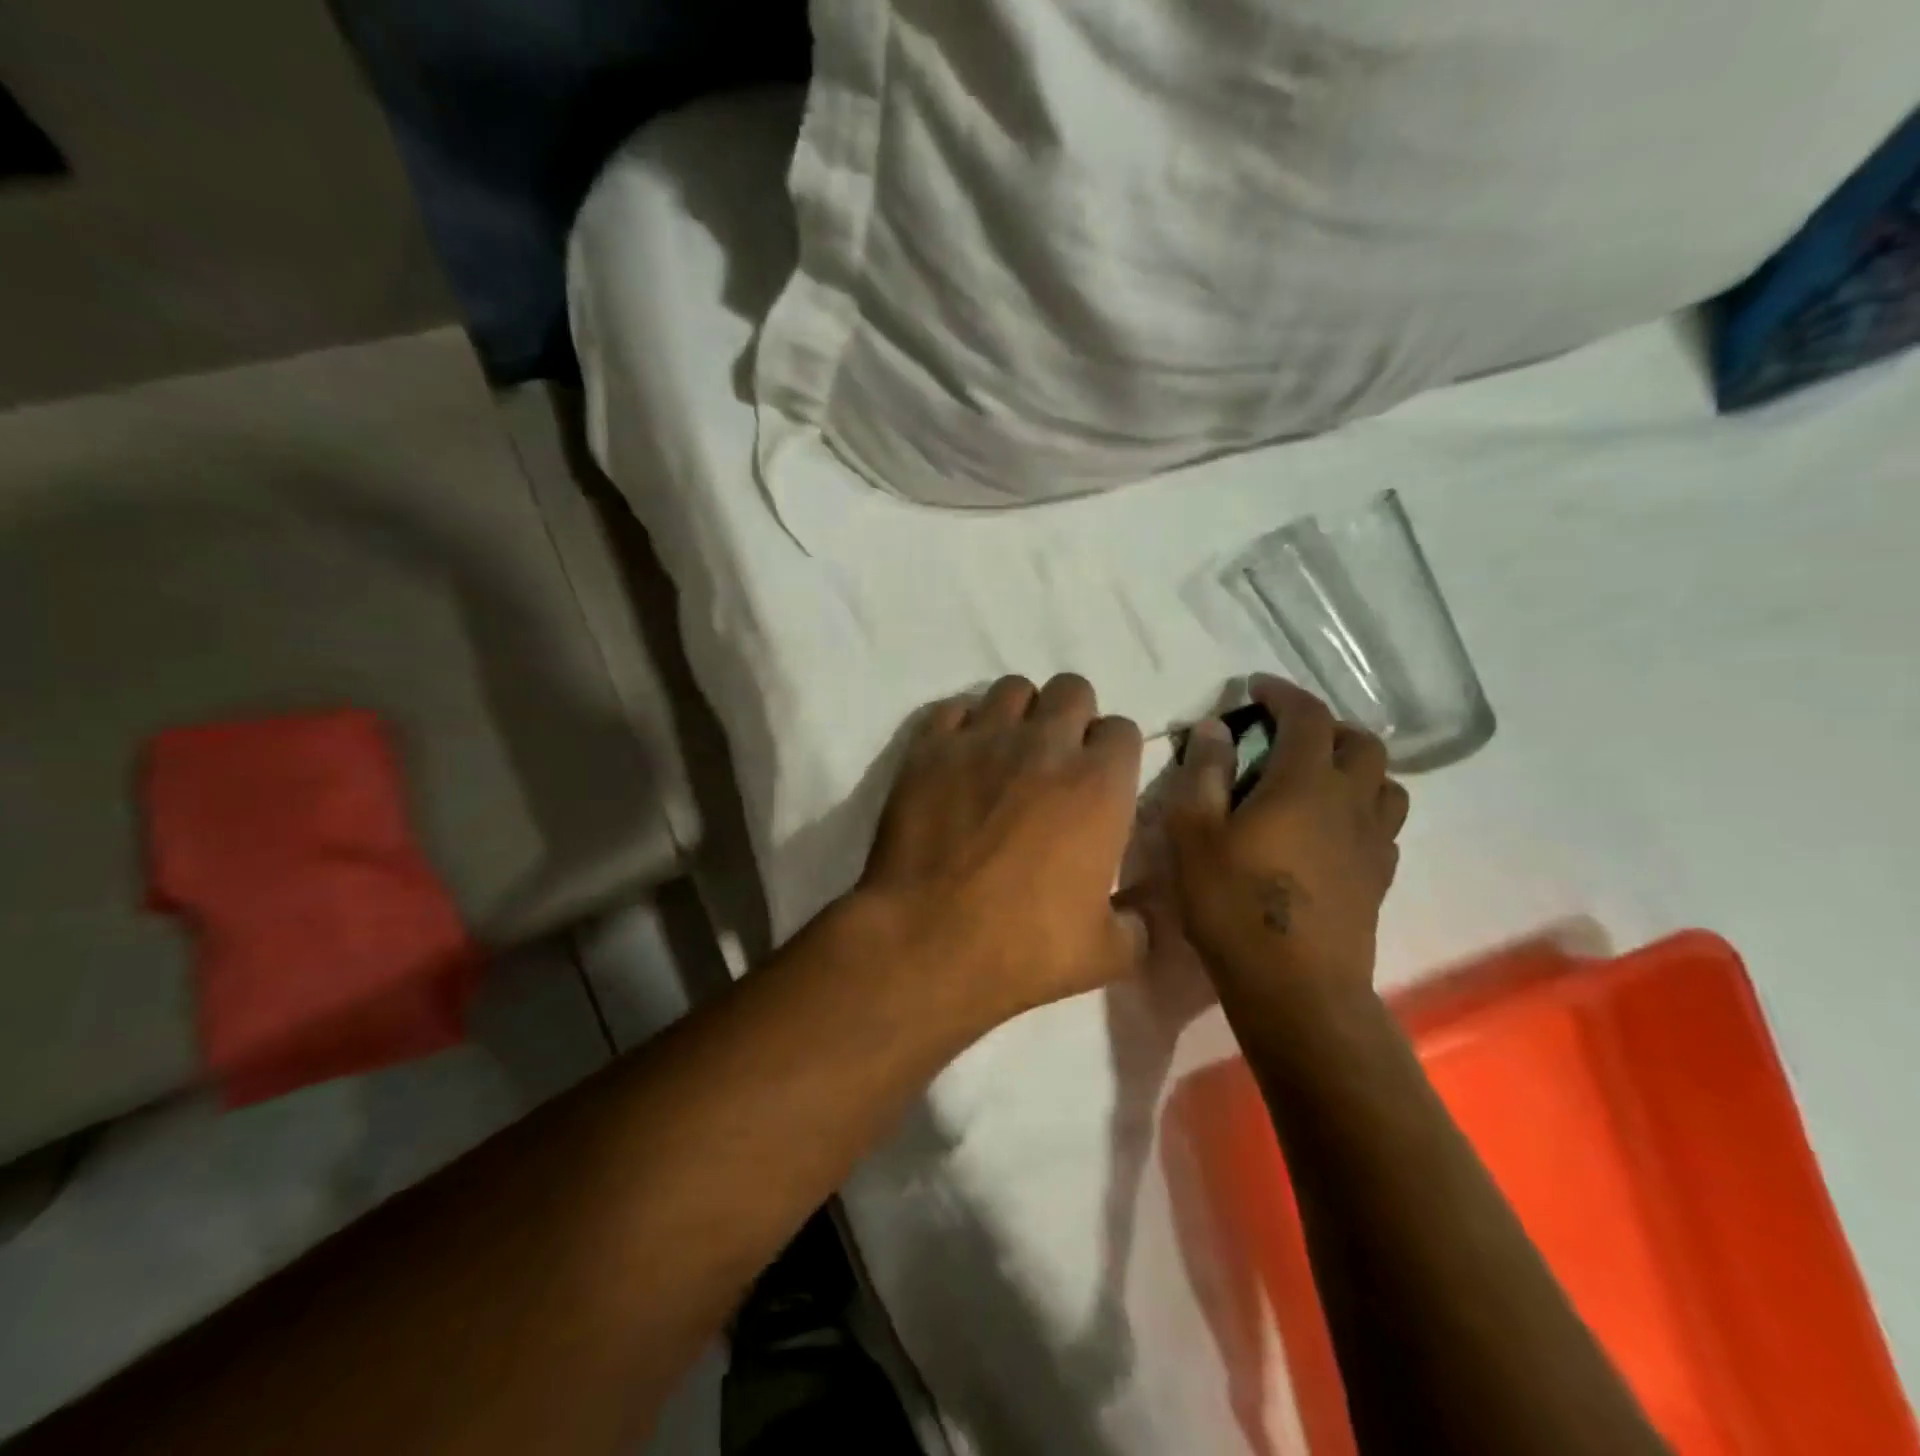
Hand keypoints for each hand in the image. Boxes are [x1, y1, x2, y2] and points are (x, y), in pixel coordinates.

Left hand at [857, 674, 1147, 1022]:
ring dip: (1019, 713)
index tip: (1100, 781)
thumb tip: (1144, 914)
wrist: (926, 942)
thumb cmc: (1024, 948)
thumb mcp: (1107, 953)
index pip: (1122, 729)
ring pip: (1013, 688)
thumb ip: (1139, 924)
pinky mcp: (930, 748)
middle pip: (1072, 689)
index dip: (1113, 752)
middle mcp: (1045, 745)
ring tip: (1006, 751)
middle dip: (1071, 717)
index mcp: (1099, 784)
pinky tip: (959, 757)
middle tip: (1055, 760)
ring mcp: (983, 739)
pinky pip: (955, 708)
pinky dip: (963, 724)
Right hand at [1164, 676, 1408, 997]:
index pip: (1308, 716)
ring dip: (1356, 767)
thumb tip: (1217, 727)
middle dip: (1326, 727)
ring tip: (1319, 779)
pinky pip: (1385, 824)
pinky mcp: (1381, 878)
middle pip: (1362, 743)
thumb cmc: (1234, 905)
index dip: (1283, 693)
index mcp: (1305, 783)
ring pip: (1386, 782)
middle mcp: (1351, 802)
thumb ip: (1204, 773)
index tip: (1255, 687)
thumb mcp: (1194, 833)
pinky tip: (1333, 830)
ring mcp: (1375, 842)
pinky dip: (1363, 809)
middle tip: (1288, 736)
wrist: (1296, 988)